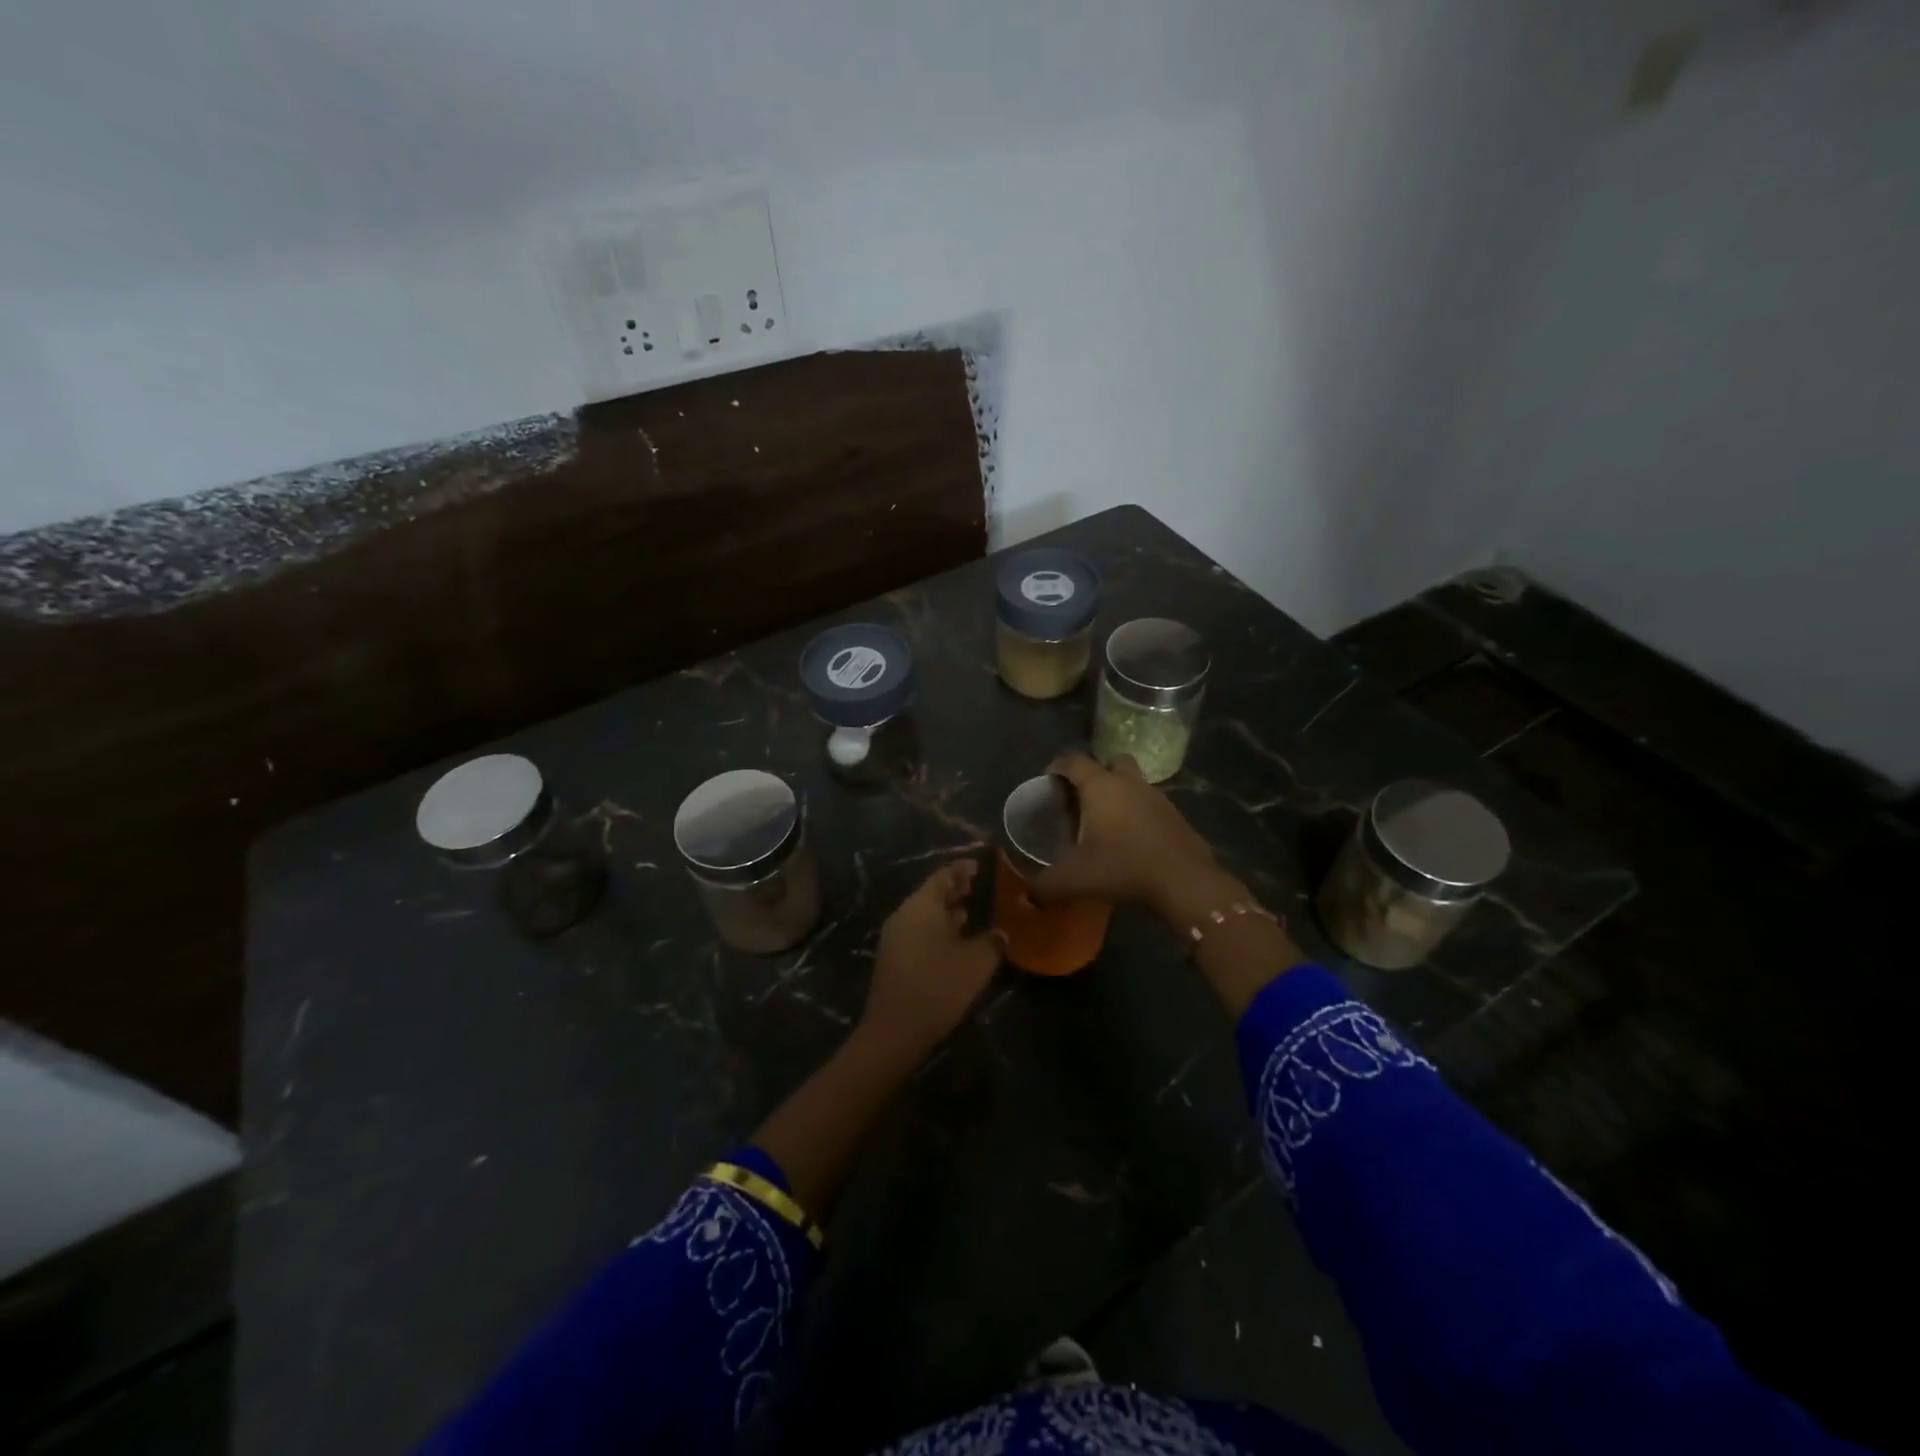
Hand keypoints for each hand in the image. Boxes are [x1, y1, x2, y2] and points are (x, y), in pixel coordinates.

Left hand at [859, 861, 1003, 1064]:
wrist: (895, 1032)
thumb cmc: (938, 987)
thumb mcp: (976, 962)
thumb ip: (992, 942)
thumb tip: (1001, 934)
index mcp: (921, 906)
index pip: (943, 876)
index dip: (962, 869)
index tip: (980, 865)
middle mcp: (904, 915)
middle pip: (931, 894)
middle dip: (955, 890)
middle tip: (978, 886)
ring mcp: (895, 937)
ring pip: (925, 914)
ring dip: (946, 912)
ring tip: (971, 911)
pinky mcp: (894, 959)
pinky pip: (919, 932)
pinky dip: (938, 929)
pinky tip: (956, 941)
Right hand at [1031, 751, 1227, 921]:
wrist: (1185, 881)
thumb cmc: (1124, 868)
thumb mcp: (1076, 879)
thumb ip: (1047, 884)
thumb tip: (1030, 893)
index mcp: (1101, 786)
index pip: (1073, 761)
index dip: (1057, 767)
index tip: (1048, 782)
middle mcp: (1129, 783)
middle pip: (1111, 762)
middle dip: (1096, 774)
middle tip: (1082, 799)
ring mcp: (1157, 797)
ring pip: (1134, 782)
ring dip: (1120, 794)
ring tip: (1106, 822)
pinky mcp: (1176, 815)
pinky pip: (1151, 804)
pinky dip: (1139, 814)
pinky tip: (1132, 839)